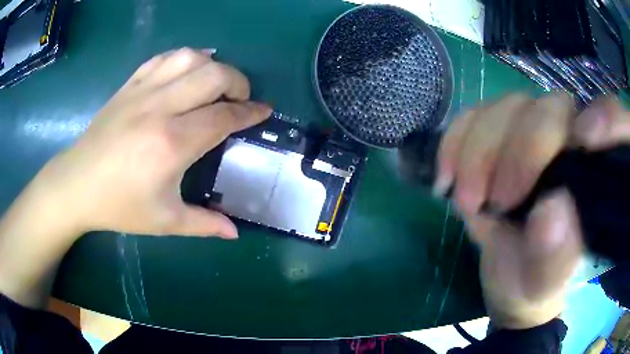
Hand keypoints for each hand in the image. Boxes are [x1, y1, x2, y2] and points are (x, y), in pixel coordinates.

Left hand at [35, 48, 270, 238]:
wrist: (77, 184)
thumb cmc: (118, 206)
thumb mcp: (164, 222)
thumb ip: (204, 224)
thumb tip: (235, 232)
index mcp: (171, 143)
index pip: (223, 116)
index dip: (250, 112)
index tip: (265, 111)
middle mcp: (160, 108)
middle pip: (213, 75)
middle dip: (238, 82)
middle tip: (241, 99)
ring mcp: (142, 92)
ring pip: (190, 58)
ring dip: (212, 66)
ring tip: (216, 83)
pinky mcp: (129, 86)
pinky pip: (163, 59)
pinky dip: (183, 58)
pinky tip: (188, 69)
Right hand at [435, 93, 628, 328]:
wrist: (509, 280)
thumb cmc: (534, 283)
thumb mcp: (545, 281)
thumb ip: (555, 254)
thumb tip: (551, 211)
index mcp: (592, 175)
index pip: (603, 121)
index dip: (595, 120)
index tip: (578, 144)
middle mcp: (566, 141)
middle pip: (544, 109)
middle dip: (515, 151)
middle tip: (491, 202)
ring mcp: (528, 133)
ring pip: (505, 107)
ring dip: (478, 150)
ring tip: (465, 200)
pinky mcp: (496, 137)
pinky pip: (472, 116)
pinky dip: (455, 141)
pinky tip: (447, 175)